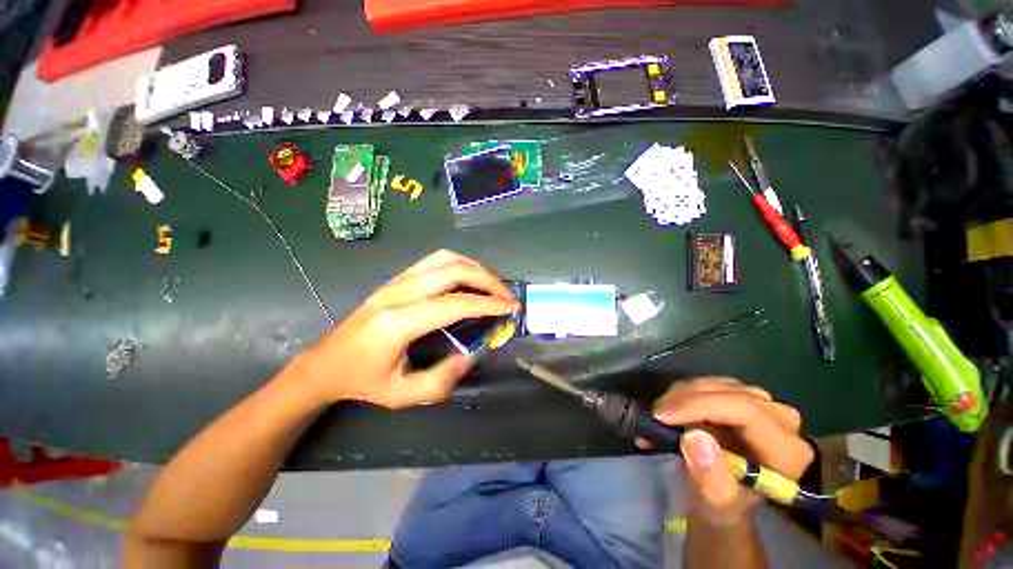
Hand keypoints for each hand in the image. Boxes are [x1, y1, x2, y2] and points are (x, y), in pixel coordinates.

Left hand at [293, 250, 516, 408]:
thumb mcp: (402, 395)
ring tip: (492, 284)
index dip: (487, 304)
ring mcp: (395, 281)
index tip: (509, 307)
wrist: (324, 363)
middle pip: (452, 271)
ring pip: (444, 258)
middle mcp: (397, 293)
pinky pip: (434, 260)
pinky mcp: (396, 279)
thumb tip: (472, 354)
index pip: (454, 304)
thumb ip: (442, 379)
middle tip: (506, 295)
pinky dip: (459, 264)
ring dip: (474, 267)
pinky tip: (469, 278)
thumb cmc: (362, 382)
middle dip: (487, 280)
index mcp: (397, 322)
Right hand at [651, 378, 813, 525]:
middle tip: (656, 415)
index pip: (745, 410)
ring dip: (683, 395)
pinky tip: (672, 408)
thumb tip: (694, 436)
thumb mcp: (716, 506)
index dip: (700, 406)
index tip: (662, 416)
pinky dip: (686, 393)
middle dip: (686, 400)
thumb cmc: (723, 505)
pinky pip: (711, 384)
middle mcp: (783, 421)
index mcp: (787, 452)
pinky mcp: (745, 396)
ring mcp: (765, 404)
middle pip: (730, 393)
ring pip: (718, 384)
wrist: (725, 497)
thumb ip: (711, 480)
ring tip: (662, 414)